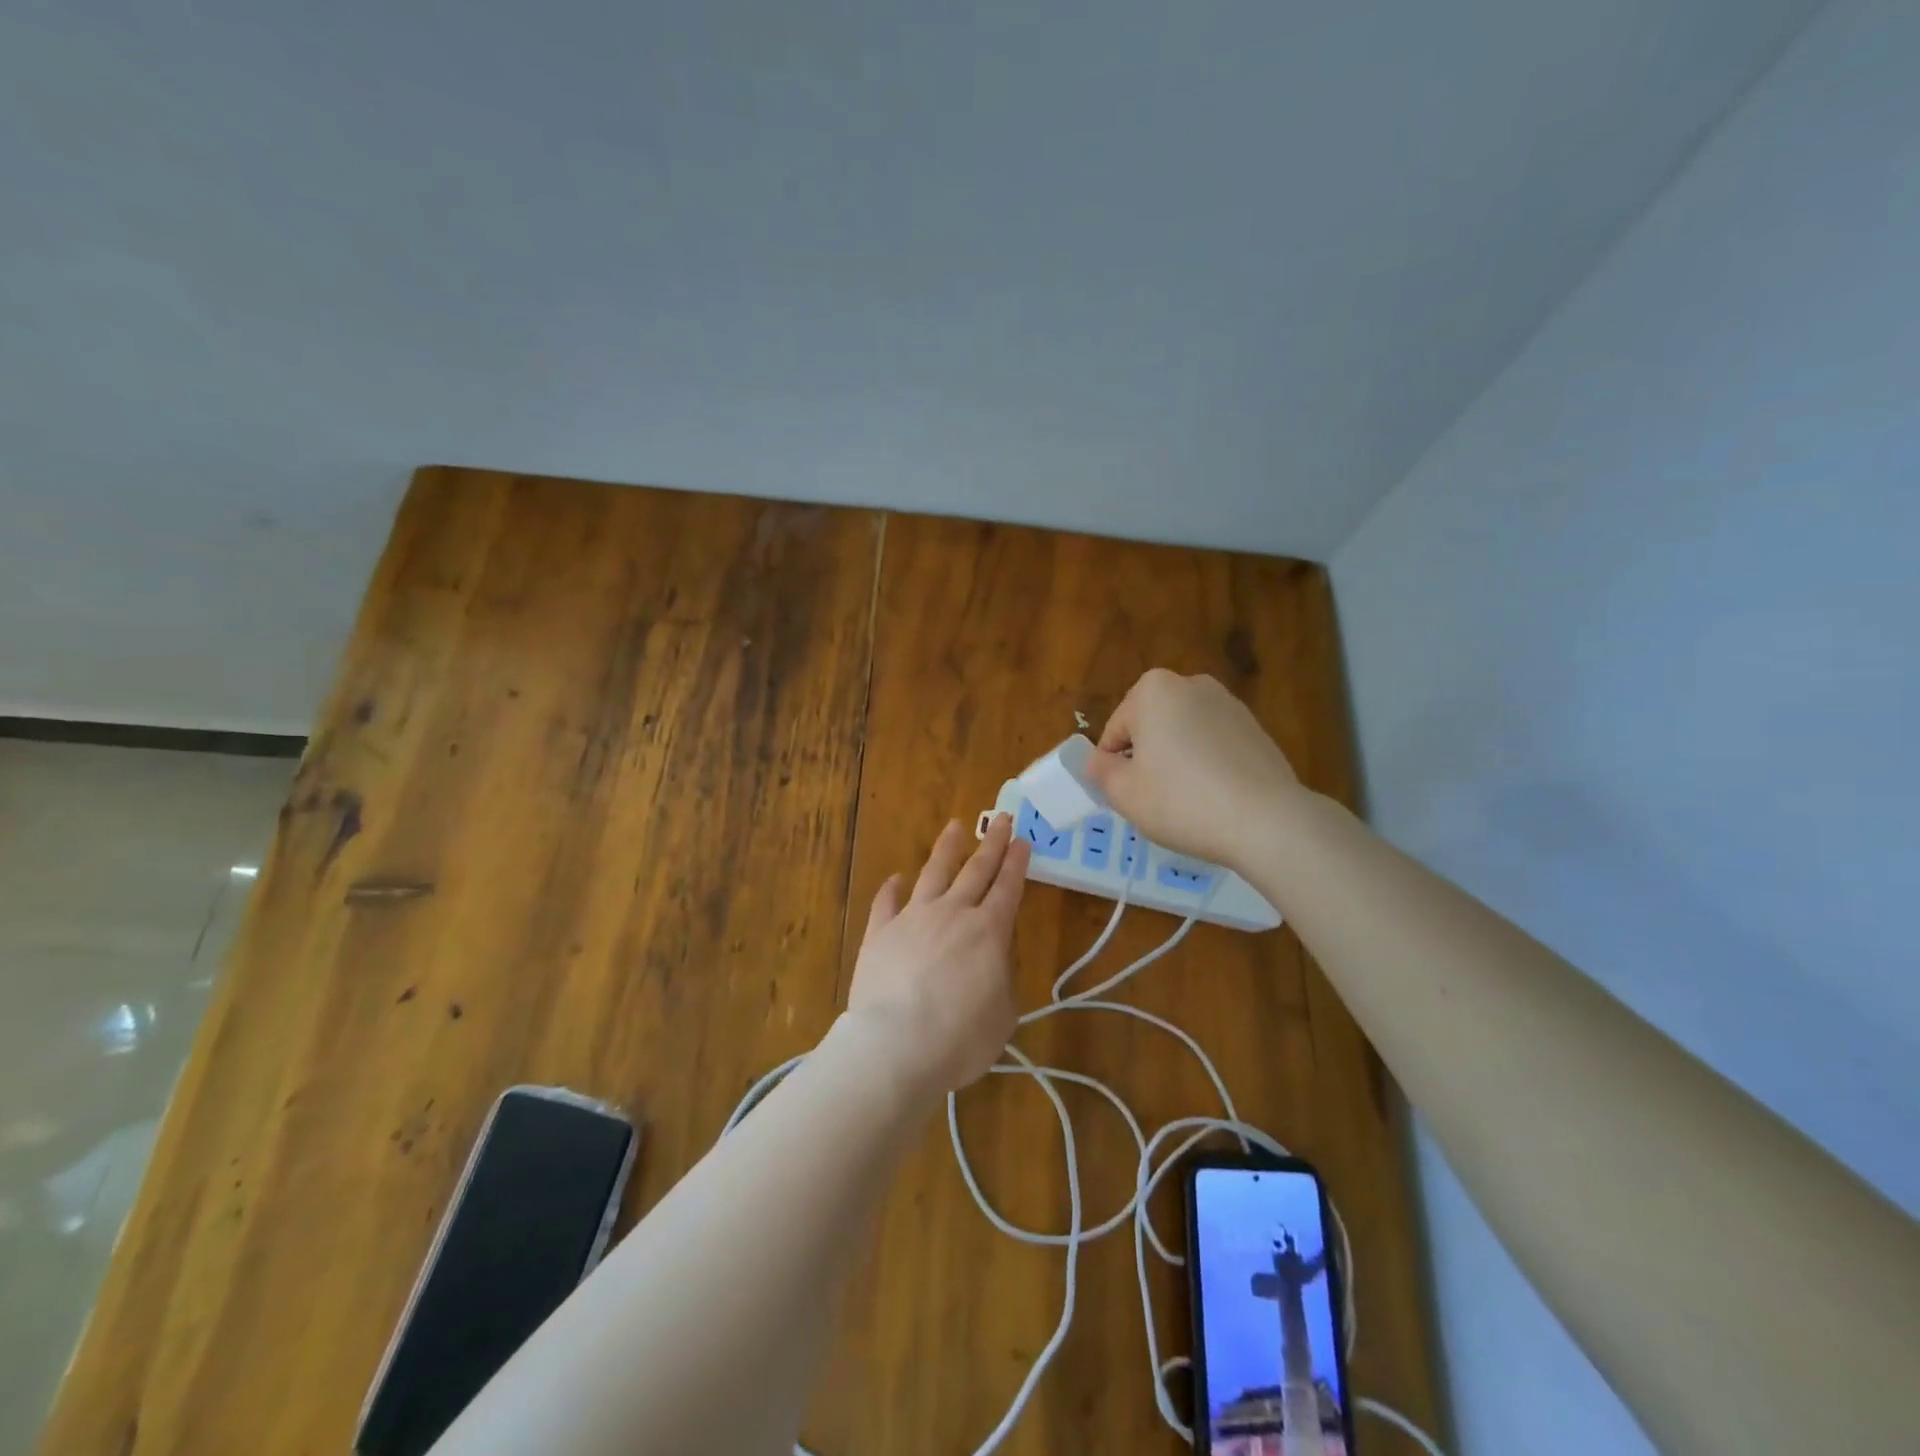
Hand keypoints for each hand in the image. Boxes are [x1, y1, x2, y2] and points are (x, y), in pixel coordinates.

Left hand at [844, 815, 1029, 1095]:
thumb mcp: (1003, 1015)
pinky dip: (892, 888)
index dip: (1017, 863)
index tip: (1022, 839)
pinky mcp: (879, 932)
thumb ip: (1000, 979)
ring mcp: (913, 918)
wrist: (897, 1044)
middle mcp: (952, 914)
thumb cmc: (960, 1038)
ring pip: (934, 873)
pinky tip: (896, 878)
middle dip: (992, 843)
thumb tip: (990, 962)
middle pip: (976, 870)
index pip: (1008, 888)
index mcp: (989, 932)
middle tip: (1001, 819)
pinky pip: (886, 902)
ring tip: (955, 827)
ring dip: (947, 848)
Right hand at [1086, 669, 1300, 870]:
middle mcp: (1192, 684)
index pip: (1115, 732)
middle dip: (1146, 757)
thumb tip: (1099, 761)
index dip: (1113, 767)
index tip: (1125, 795)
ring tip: (1186, 801)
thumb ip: (1101, 771)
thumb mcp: (1124, 793)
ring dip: (1176, 760)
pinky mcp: (1256, 728)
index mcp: (1153, 690)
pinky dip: (1207, 765)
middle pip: (1150, 726)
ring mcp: (1229, 704)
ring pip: (1183, 734)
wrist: (1266, 820)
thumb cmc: (1181, 801)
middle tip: (1153, 798)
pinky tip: (1215, 798)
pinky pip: (1214, 745)